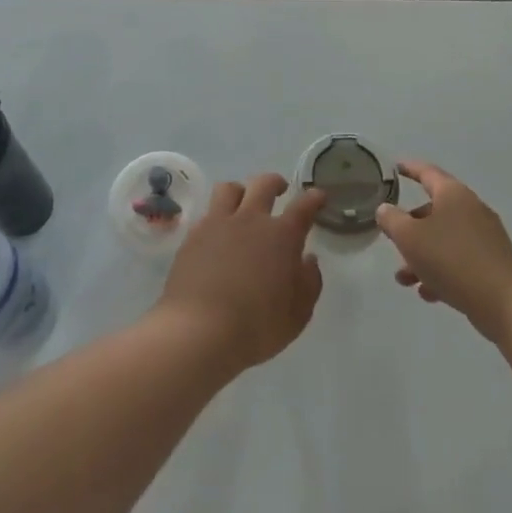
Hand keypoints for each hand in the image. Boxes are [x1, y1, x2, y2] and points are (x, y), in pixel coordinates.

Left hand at [154, 174, 325, 372]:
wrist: (198, 330)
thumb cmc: (256, 327)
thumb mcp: (297, 315)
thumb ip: (309, 284)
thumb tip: (308, 260)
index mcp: (281, 236)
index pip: (303, 207)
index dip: (313, 199)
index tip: (318, 196)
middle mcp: (251, 219)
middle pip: (264, 184)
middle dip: (275, 183)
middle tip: (280, 189)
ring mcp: (218, 223)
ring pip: (230, 188)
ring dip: (241, 191)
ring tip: (243, 203)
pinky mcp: (193, 235)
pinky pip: (208, 213)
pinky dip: (217, 217)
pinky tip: (218, 234)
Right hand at [377, 160, 511, 338]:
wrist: (505, 302)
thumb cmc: (452, 260)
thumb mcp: (410, 238)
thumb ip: (392, 220)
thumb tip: (385, 209)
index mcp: (453, 194)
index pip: (427, 172)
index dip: (409, 169)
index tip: (395, 167)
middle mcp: (471, 209)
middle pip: (434, 211)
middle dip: (410, 228)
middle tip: (393, 241)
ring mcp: (485, 237)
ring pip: (444, 239)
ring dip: (422, 256)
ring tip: (404, 279)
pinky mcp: (492, 263)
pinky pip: (459, 260)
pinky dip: (441, 271)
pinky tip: (428, 293)